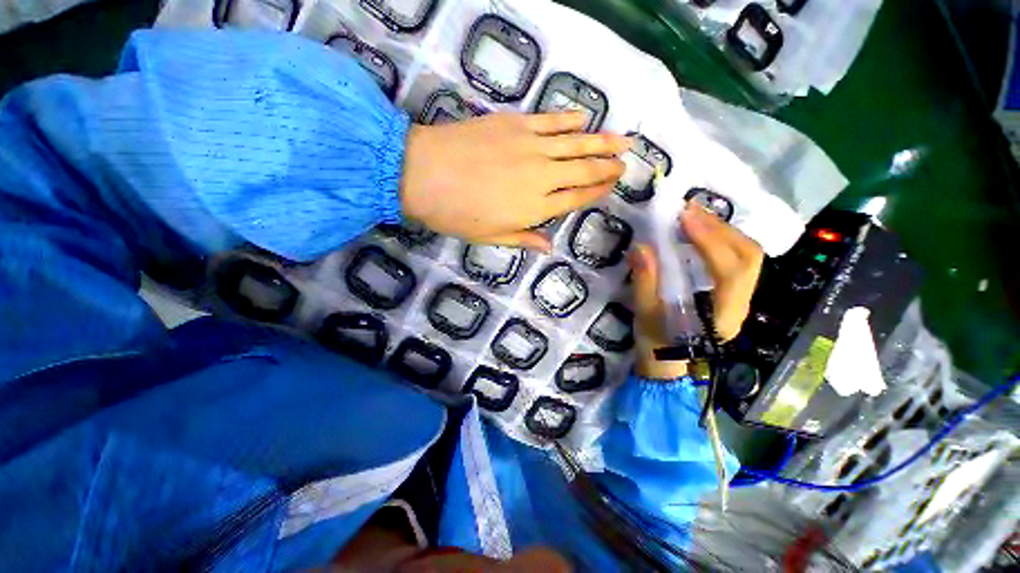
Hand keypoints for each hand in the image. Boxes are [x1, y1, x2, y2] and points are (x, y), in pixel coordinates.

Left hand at [400, 112, 629, 250]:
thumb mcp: (491, 237)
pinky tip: (584, 118)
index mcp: (535, 207)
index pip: (576, 199)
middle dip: (607, 167)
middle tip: (626, 161)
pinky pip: (551, 120)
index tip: (613, 185)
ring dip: (601, 142)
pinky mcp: (516, 124)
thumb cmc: (457, 214)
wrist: (424, 175)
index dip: (597, 192)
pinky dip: (570, 119)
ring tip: (623, 139)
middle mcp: (541, 177)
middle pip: (583, 171)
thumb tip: (549, 247)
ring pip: (575, 144)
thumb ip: (525, 239)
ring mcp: (530, 147)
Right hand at [629, 203, 763, 379]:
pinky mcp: (731, 292)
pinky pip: (737, 260)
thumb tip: (641, 247)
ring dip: (724, 231)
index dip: (710, 241)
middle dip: (722, 229)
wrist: (666, 361)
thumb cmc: (655, 342)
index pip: (730, 272)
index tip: (685, 217)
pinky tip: (701, 232)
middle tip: (690, 210)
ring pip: (748, 257)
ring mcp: (740, 298)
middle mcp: (740, 304)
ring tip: (695, 216)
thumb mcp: (645, 315)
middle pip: (749, 258)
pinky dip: (722, 240)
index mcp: (721, 315)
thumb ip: (645, 282)